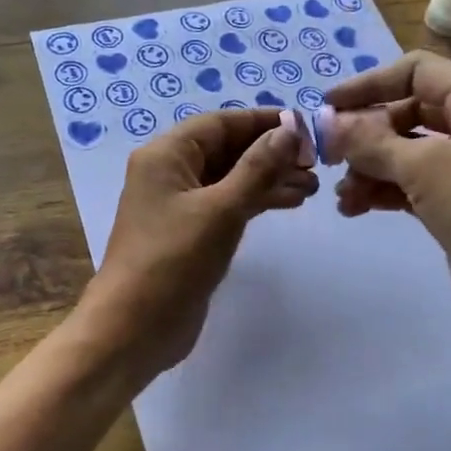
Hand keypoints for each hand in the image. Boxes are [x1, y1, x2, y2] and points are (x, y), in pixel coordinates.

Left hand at [81, 110, 317, 377]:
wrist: (134, 328)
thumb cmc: (174, 261)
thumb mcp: (221, 209)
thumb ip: (258, 168)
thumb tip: (289, 130)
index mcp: (166, 155)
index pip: (221, 123)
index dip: (264, 122)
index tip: (307, 129)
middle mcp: (169, 172)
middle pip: (227, 149)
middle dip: (271, 153)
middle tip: (315, 164)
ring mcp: (178, 205)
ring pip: (230, 178)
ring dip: (269, 178)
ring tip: (312, 187)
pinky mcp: (189, 233)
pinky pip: (227, 204)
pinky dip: (256, 201)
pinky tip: (288, 203)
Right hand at [327, 51, 450, 333]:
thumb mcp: (425, 167)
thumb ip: (371, 141)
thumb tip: (325, 123)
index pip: (417, 72)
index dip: (371, 84)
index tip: (329, 106)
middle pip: (405, 112)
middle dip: (365, 133)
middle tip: (329, 155)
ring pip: (402, 152)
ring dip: (367, 168)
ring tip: (344, 194)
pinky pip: (405, 184)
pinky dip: (379, 191)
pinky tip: (354, 207)